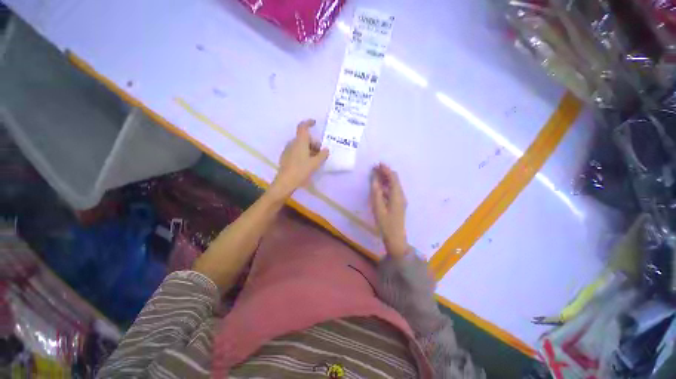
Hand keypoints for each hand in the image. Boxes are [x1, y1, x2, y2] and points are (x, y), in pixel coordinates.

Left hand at [271, 119, 328, 197]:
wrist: (285, 182)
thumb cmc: (301, 170)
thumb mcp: (315, 163)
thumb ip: (322, 155)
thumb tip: (326, 149)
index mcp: (300, 142)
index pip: (303, 127)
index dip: (308, 123)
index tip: (315, 123)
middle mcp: (292, 143)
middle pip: (304, 138)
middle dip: (313, 143)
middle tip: (321, 152)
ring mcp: (288, 150)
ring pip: (300, 145)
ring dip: (309, 149)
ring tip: (315, 159)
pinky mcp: (285, 157)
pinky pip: (296, 151)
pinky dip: (303, 153)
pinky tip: (307, 163)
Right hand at [370, 163, 409, 258]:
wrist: (396, 238)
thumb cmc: (386, 224)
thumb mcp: (378, 208)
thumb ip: (376, 192)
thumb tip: (374, 179)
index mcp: (397, 195)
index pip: (393, 177)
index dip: (386, 169)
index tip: (377, 164)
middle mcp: (401, 195)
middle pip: (394, 179)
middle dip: (385, 172)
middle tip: (375, 168)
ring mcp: (400, 200)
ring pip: (394, 185)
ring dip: (385, 178)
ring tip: (375, 175)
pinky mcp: (398, 204)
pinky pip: (392, 190)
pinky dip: (386, 185)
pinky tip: (379, 186)